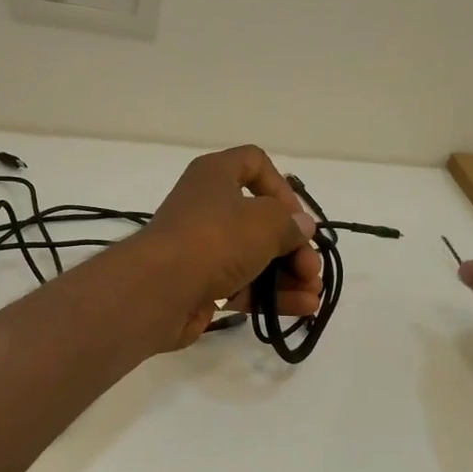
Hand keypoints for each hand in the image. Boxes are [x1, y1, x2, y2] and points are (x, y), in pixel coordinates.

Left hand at [141, 145, 321, 350]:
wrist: (159, 290)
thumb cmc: (214, 239)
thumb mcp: (265, 223)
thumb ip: (290, 225)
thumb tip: (302, 229)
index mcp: (215, 176)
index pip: (254, 163)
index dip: (282, 188)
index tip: (298, 219)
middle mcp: (207, 207)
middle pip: (260, 220)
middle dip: (293, 246)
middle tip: (312, 269)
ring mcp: (202, 249)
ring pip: (254, 257)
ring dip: (288, 275)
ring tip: (314, 294)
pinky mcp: (201, 285)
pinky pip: (244, 286)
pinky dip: (272, 296)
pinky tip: (302, 308)